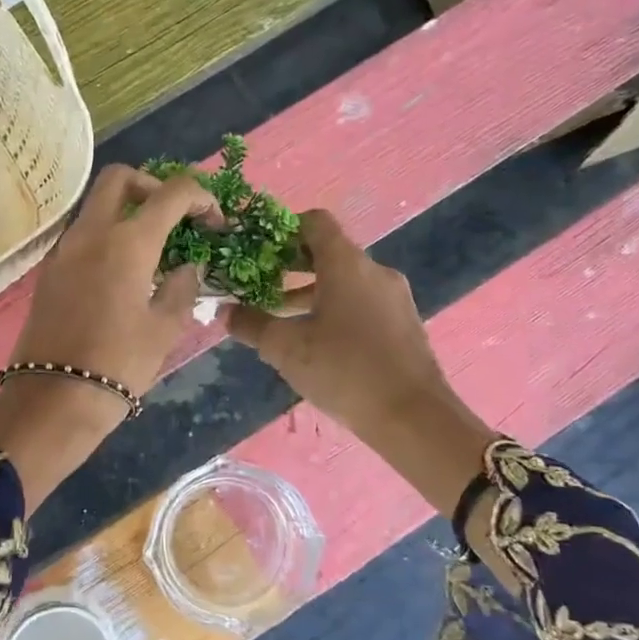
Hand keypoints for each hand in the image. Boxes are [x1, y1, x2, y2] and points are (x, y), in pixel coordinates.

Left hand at [0, 166, 217, 509]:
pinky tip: (124, 271)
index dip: (201, 198)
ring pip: (96, 205)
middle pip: (120, 178)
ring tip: (153, 249)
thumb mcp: (164, 328)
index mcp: (126, 242)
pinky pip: (82, 234)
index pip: (171, 193)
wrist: (53, 398)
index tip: (215, 222)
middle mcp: (90, 233)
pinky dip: (106, 235)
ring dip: (127, 210)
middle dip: (154, 185)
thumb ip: (182, 286)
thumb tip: (187, 265)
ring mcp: (63, 249)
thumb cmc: (118, 364)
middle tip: (175, 217)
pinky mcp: (49, 271)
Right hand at [226, 210, 497, 514]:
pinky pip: (362, 303)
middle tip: (259, 285)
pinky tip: (316, 343)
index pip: (315, 222)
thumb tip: (225, 312)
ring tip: (281, 319)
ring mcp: (393, 298)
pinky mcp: (403, 324)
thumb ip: (251, 324)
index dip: (284, 230)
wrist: (413, 417)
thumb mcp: (285, 348)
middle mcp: (374, 271)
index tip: (258, 251)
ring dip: (311, 293)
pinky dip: (335, 309)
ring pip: (345, 281)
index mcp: (346, 264)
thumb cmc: (343, 370)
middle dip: (291, 267)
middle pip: (328, 253)